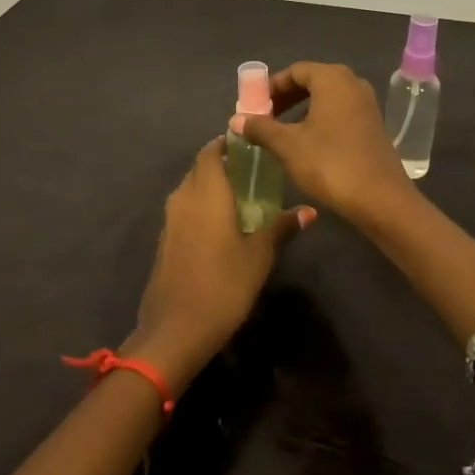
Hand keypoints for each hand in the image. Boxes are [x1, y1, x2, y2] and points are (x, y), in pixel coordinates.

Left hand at [127, 137, 311, 386]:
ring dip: (212, 186)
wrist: (175, 331)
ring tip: (242, 196)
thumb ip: (281, 227)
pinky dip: (202, 207)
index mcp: (206, 192)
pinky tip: (221, 225)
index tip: (251, 145)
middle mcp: (183, 198)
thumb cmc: (223, 285)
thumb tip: (309, 211)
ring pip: (191, 189)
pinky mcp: (165, 241)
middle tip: (253, 171)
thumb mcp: (259, 256)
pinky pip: (185, 210)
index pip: (211, 151)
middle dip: (223, 164)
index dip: (228, 144)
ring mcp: (170, 220)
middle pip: (200, 168)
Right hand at [233, 62, 418, 231]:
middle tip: (264, 119)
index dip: (271, 87)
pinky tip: (307, 145)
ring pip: (326, 99)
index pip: (295, 70)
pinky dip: (320, 121)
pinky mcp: (373, 126)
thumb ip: (261, 128)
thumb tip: (236, 119)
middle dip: (285, 99)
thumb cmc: (330, 163)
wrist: (380, 198)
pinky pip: (340, 113)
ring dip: (302, 112)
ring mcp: (366, 105)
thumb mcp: (288, 145)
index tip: (253, 106)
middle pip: (312, 82)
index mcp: (332, 78)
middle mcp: (353, 84)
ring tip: (281, 134)